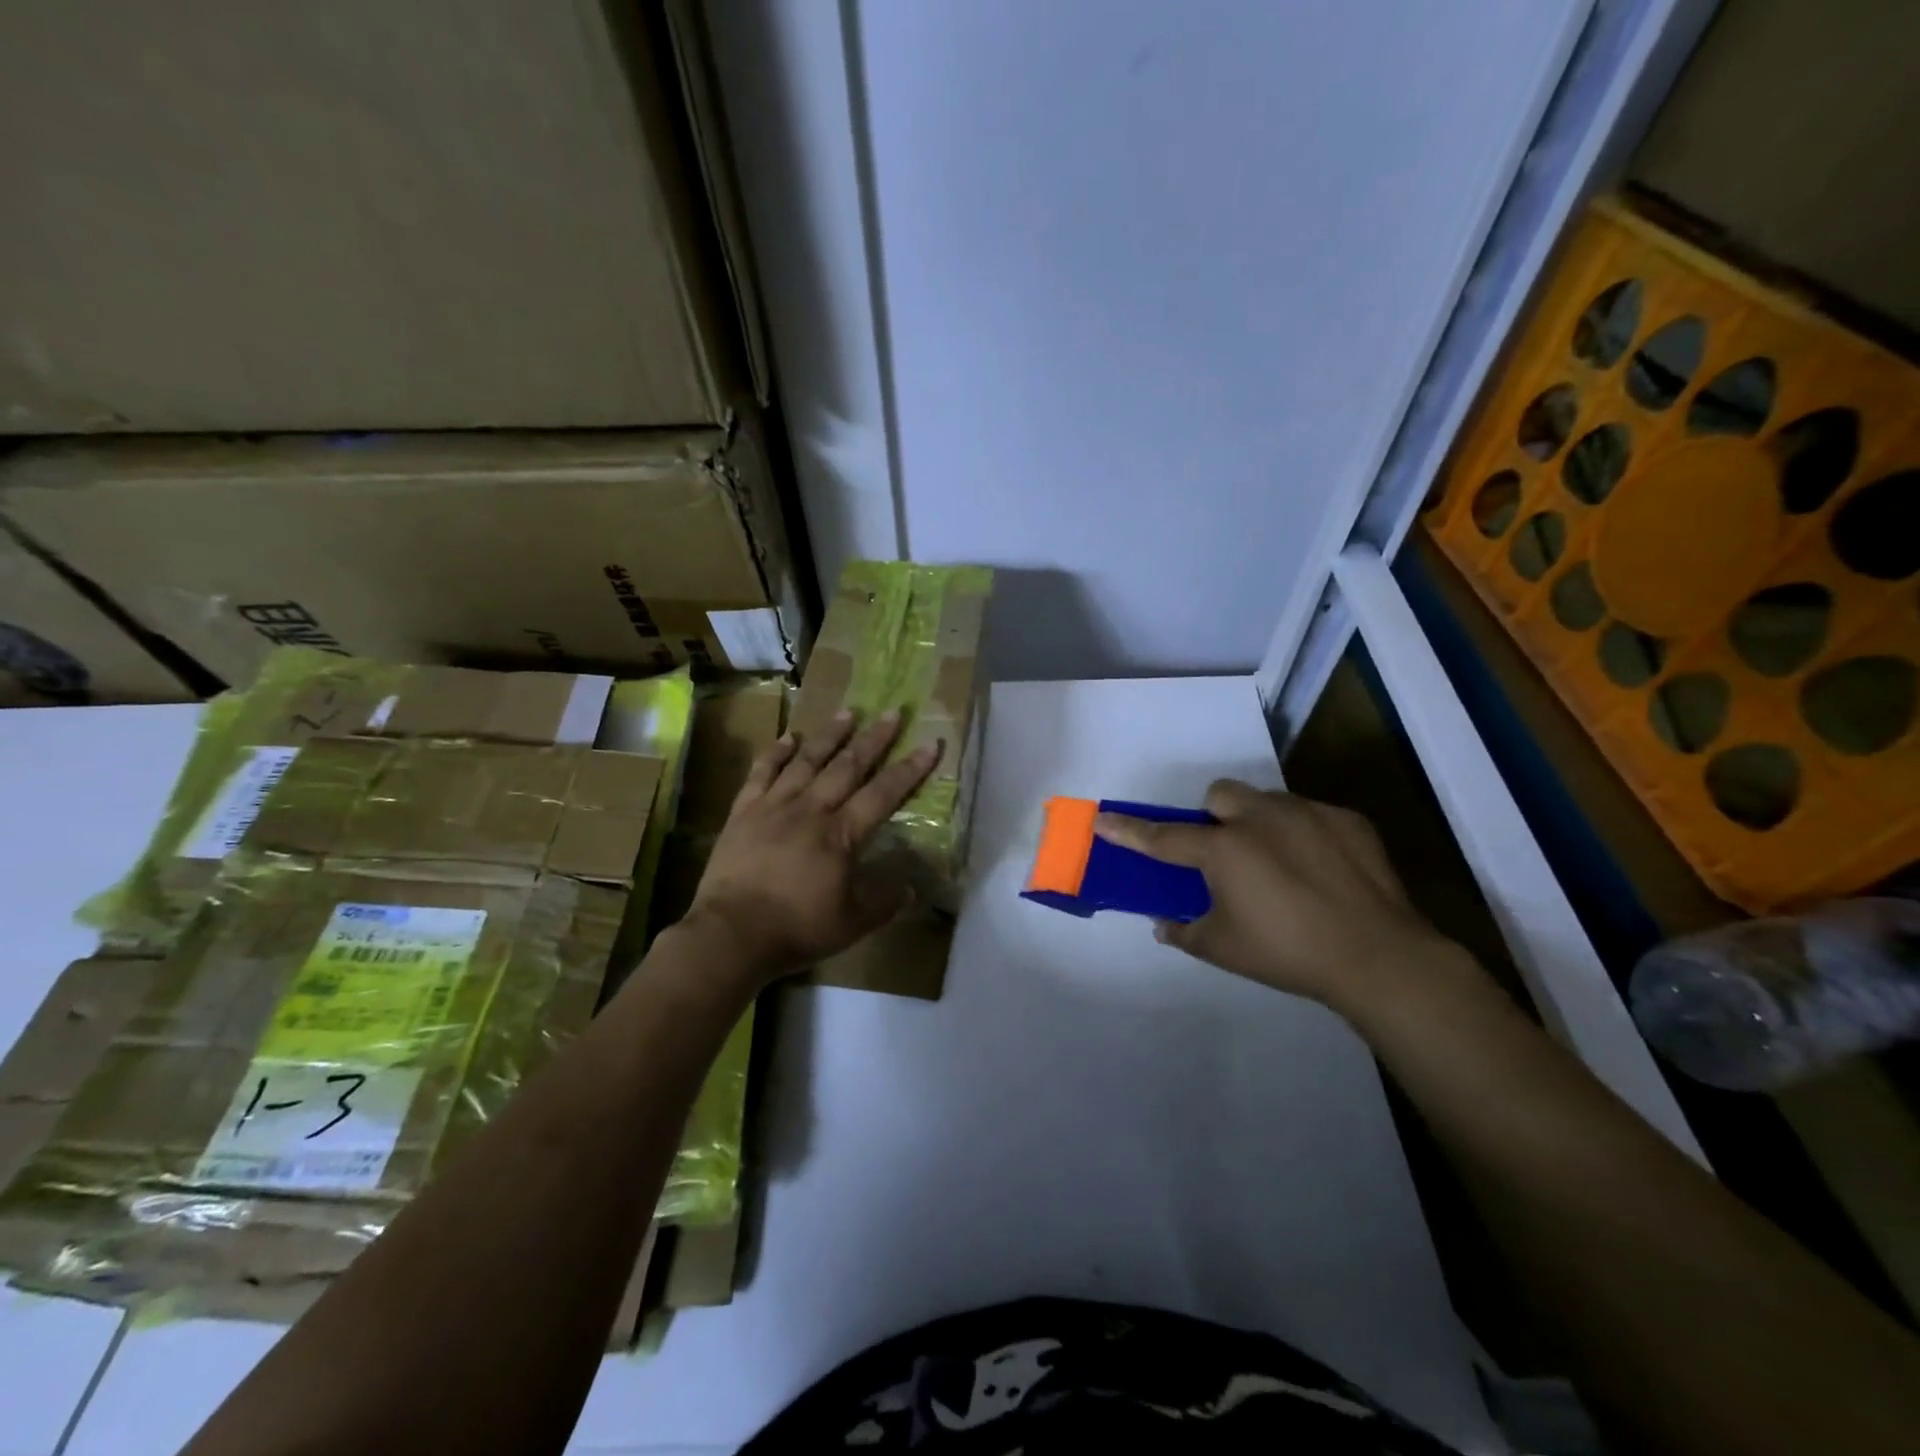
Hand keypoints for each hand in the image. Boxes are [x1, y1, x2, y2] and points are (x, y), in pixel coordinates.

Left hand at [685, 708, 942, 981]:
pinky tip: (788, 737)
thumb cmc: (796, 929)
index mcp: (841, 835)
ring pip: (806, 761)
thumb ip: (885, 901)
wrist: (731, 934)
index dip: (909, 769)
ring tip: (846, 712)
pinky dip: (775, 753)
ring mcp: (774, 807)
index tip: (929, 744)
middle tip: (891, 712)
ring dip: (829, 735)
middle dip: (873, 739)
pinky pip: (761, 773)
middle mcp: (811, 810)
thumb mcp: (853, 924)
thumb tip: (911, 886)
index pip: (883, 794)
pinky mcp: (744, 812)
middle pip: (847, 766)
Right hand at [1093, 781, 1455, 1013]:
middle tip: (1224, 855)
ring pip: (1265, 800)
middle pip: (1218, 796)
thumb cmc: (1287, 953)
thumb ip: (1184, 931)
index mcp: (1224, 849)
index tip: (1103, 821)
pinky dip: (1302, 835)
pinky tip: (1320, 870)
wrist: (1379, 957)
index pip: (1163, 837)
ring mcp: (1307, 814)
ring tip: (1278, 864)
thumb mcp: (1223, 949)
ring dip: (1257, 823)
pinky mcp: (1346, 820)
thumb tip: (1163, 924)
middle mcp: (1260, 818)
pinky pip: (1310, 815)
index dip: (1129, 831)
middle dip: (1212, 818)